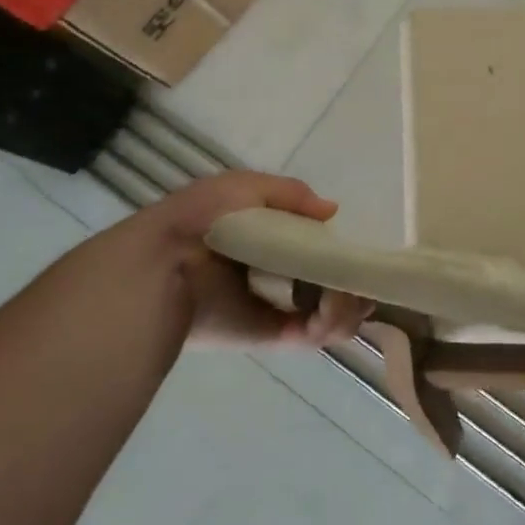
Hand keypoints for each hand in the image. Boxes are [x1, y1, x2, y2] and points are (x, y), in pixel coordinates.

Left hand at [89, 171, 373, 346]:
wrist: (163, 266)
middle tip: (361, 279)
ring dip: (351, 303)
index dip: (346, 252)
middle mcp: (284, 277)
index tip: (360, 251)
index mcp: (275, 242)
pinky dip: (337, 321)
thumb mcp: (244, 187)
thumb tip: (331, 212)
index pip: (324, 250)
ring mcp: (283, 308)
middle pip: (338, 283)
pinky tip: (332, 304)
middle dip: (358, 283)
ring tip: (342, 292)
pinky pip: (321, 335)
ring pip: (337, 313)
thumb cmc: (203, 219)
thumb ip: (291, 194)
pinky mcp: (277, 336)